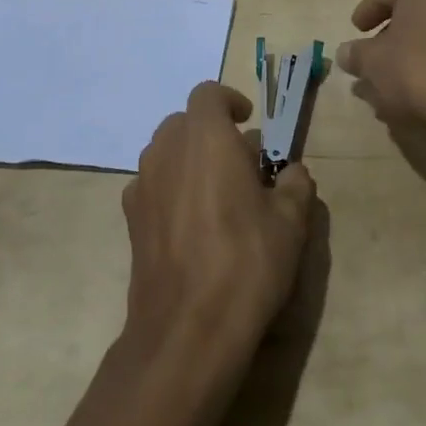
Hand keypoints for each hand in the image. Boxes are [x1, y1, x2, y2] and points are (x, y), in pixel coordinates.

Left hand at [123, 82, 315, 353]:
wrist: (186, 331)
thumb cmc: (245, 263)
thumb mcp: (291, 223)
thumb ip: (296, 185)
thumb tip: (293, 173)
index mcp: (206, 137)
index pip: (208, 94)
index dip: (229, 101)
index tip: (249, 122)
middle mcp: (167, 150)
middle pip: (183, 121)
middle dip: (210, 132)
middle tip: (239, 162)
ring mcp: (142, 185)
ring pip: (164, 152)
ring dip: (189, 159)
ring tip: (217, 193)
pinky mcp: (130, 221)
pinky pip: (152, 186)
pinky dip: (170, 190)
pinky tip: (191, 225)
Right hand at [335, 0, 425, 131]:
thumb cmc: (416, 69)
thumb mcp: (372, 62)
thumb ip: (356, 54)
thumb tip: (345, 53)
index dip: (366, 12)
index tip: (355, 30)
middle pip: (412, 13)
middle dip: (390, 36)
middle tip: (371, 57)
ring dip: (412, 53)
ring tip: (391, 81)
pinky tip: (419, 91)